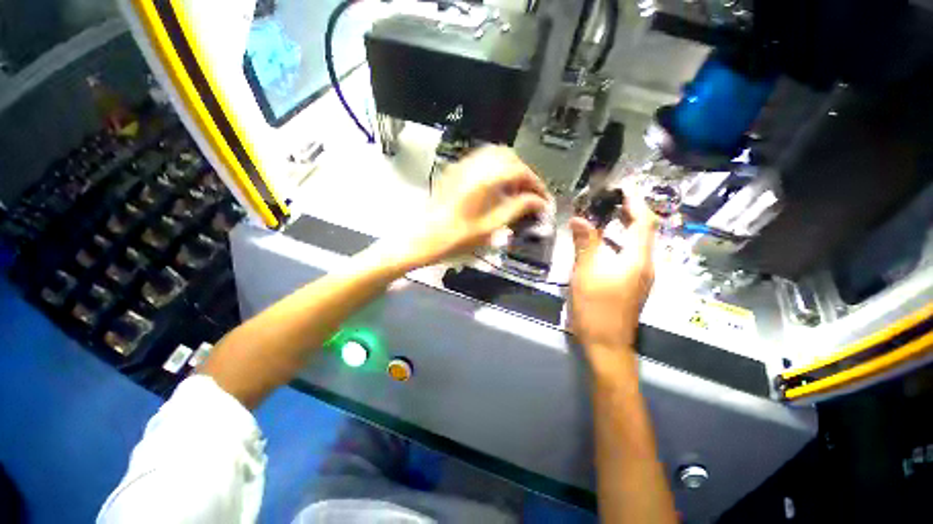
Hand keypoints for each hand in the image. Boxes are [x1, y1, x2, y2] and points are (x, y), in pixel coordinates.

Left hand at [401, 146, 550, 267]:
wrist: (423, 239)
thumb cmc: (456, 238)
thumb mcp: (490, 227)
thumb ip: (517, 209)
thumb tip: (538, 201)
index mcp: (484, 179)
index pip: (519, 170)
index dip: (536, 183)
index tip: (543, 198)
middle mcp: (473, 165)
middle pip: (508, 157)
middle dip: (523, 174)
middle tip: (529, 195)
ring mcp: (461, 167)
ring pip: (494, 156)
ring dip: (509, 170)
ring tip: (514, 192)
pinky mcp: (454, 172)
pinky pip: (480, 162)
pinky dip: (495, 170)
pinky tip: (495, 189)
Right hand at [569, 191, 658, 374]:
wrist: (606, 343)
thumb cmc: (596, 308)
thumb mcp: (586, 273)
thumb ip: (585, 244)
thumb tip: (577, 218)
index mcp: (638, 260)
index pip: (644, 222)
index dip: (636, 202)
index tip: (624, 186)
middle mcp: (645, 265)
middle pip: (644, 232)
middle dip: (630, 212)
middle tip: (610, 199)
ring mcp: (640, 277)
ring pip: (636, 244)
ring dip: (623, 227)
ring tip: (604, 216)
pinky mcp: (631, 285)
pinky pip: (629, 256)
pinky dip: (618, 243)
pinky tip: (602, 243)